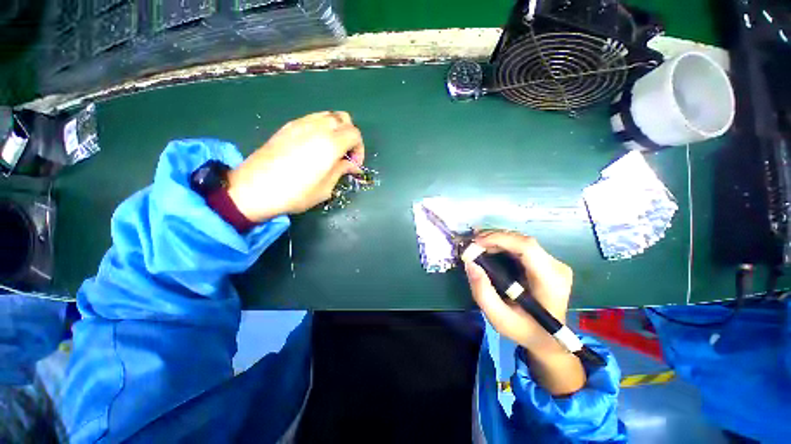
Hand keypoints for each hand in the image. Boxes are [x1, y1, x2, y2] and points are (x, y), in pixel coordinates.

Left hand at [227, 111, 364, 221]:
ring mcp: (300, 124)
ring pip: (328, 115)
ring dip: (336, 129)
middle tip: (345, 155)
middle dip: (350, 136)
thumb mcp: (325, 188)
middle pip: (344, 119)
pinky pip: (313, 118)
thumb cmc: (295, 194)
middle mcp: (317, 127)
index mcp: (330, 144)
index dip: (359, 149)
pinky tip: (314, 146)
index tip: (353, 165)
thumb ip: (341, 170)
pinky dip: (321, 128)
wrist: (253, 189)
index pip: (355, 134)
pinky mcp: (288, 126)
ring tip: (331, 149)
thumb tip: (351, 164)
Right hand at [464, 231, 571, 351]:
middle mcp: (556, 267)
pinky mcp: (546, 262)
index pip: (527, 248)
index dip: (499, 239)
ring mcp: (553, 263)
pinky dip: (502, 244)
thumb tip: (470, 263)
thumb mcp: (499, 318)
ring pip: (521, 241)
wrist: (548, 339)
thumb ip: (482, 292)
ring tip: (476, 245)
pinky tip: (488, 247)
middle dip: (494, 238)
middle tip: (471, 244)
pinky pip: (521, 246)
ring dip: (496, 239)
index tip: (475, 244)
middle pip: (522, 241)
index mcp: (550, 281)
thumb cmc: (525, 330)